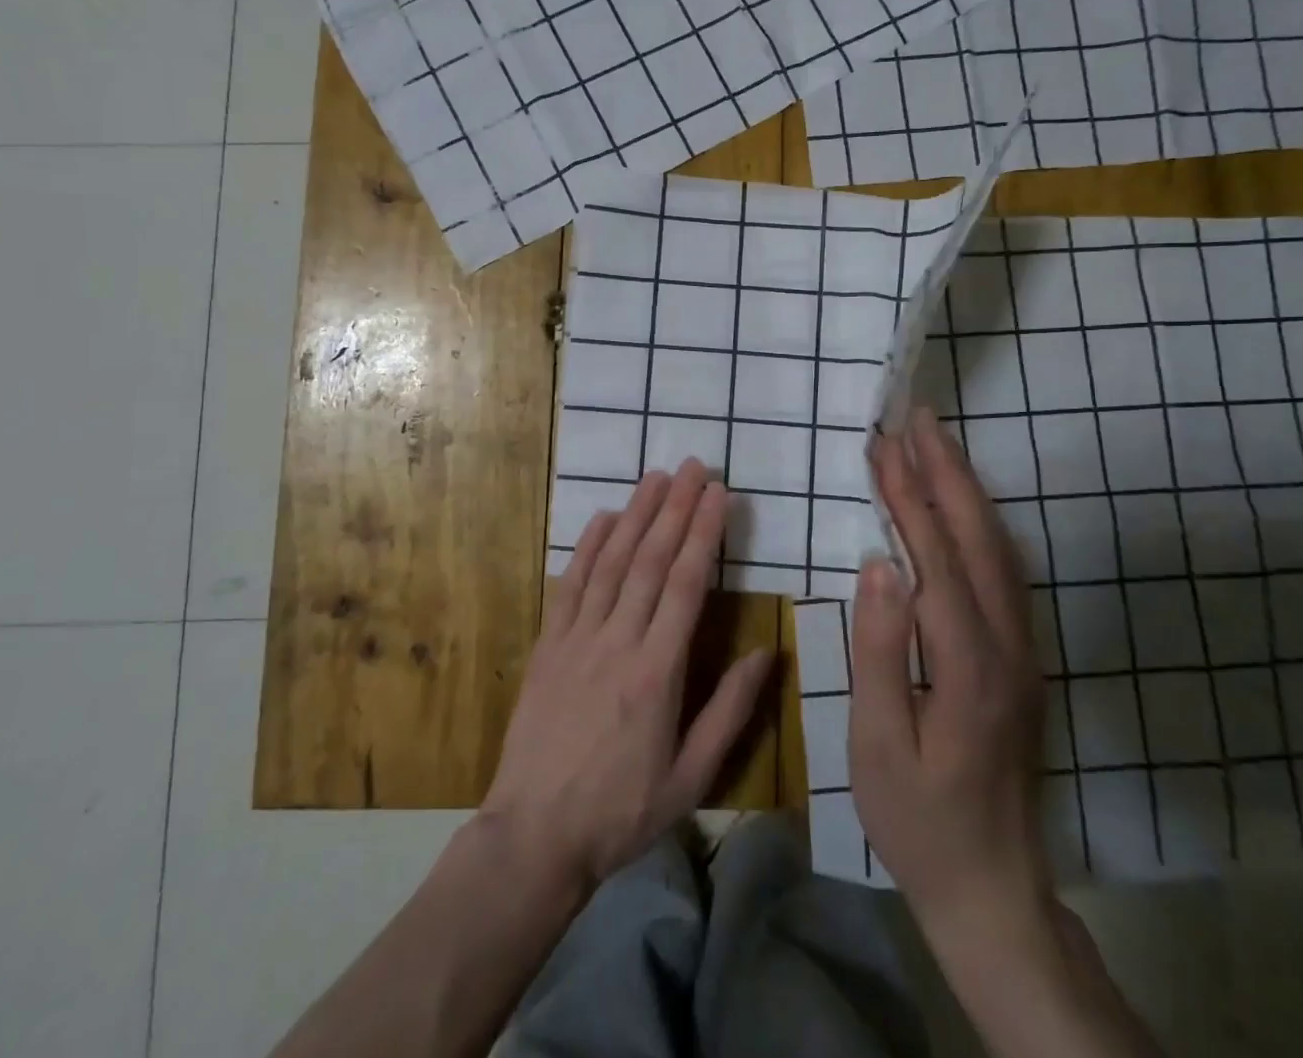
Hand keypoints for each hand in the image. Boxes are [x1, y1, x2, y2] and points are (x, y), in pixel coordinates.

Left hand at [480, 459, 772, 895]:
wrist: (534, 835)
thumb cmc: (621, 811)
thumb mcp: (692, 777)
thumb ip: (730, 710)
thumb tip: (768, 652)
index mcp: (658, 671)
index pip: (687, 584)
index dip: (704, 533)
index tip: (718, 494)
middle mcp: (619, 641)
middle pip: (652, 560)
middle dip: (675, 507)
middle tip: (694, 467)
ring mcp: (578, 638)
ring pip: (612, 562)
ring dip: (636, 514)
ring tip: (656, 476)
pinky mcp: (549, 645)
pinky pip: (571, 585)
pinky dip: (588, 547)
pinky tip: (604, 517)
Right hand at [850, 406, 1050, 931]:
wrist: (993, 885)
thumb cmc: (919, 819)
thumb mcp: (879, 746)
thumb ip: (881, 652)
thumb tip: (878, 565)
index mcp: (969, 666)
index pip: (935, 560)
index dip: (908, 498)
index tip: (884, 446)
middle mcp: (1007, 645)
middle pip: (978, 539)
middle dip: (947, 471)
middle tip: (918, 417)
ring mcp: (1022, 650)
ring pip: (998, 550)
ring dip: (966, 489)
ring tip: (936, 443)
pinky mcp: (1021, 657)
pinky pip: (1003, 571)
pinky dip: (979, 523)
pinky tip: (961, 506)